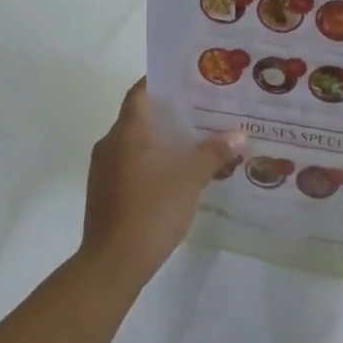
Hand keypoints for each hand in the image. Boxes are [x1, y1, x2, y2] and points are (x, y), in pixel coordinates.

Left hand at [82, 79, 242, 287]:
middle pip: (141, 116)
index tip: (189, 81)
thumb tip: (239, 135)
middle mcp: (111, 142)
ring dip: (161, 142)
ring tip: (195, 145)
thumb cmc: (152, 208)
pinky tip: (175, 177)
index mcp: (128, 130)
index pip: (142, 91)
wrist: (113, 261)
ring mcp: (103, 168)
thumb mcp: (190, 178)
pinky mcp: (104, 191)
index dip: (163, 82)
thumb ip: (214, 152)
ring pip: (136, 143)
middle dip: (170, 114)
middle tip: (203, 114)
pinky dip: (151, 163)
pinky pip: (130, 165)